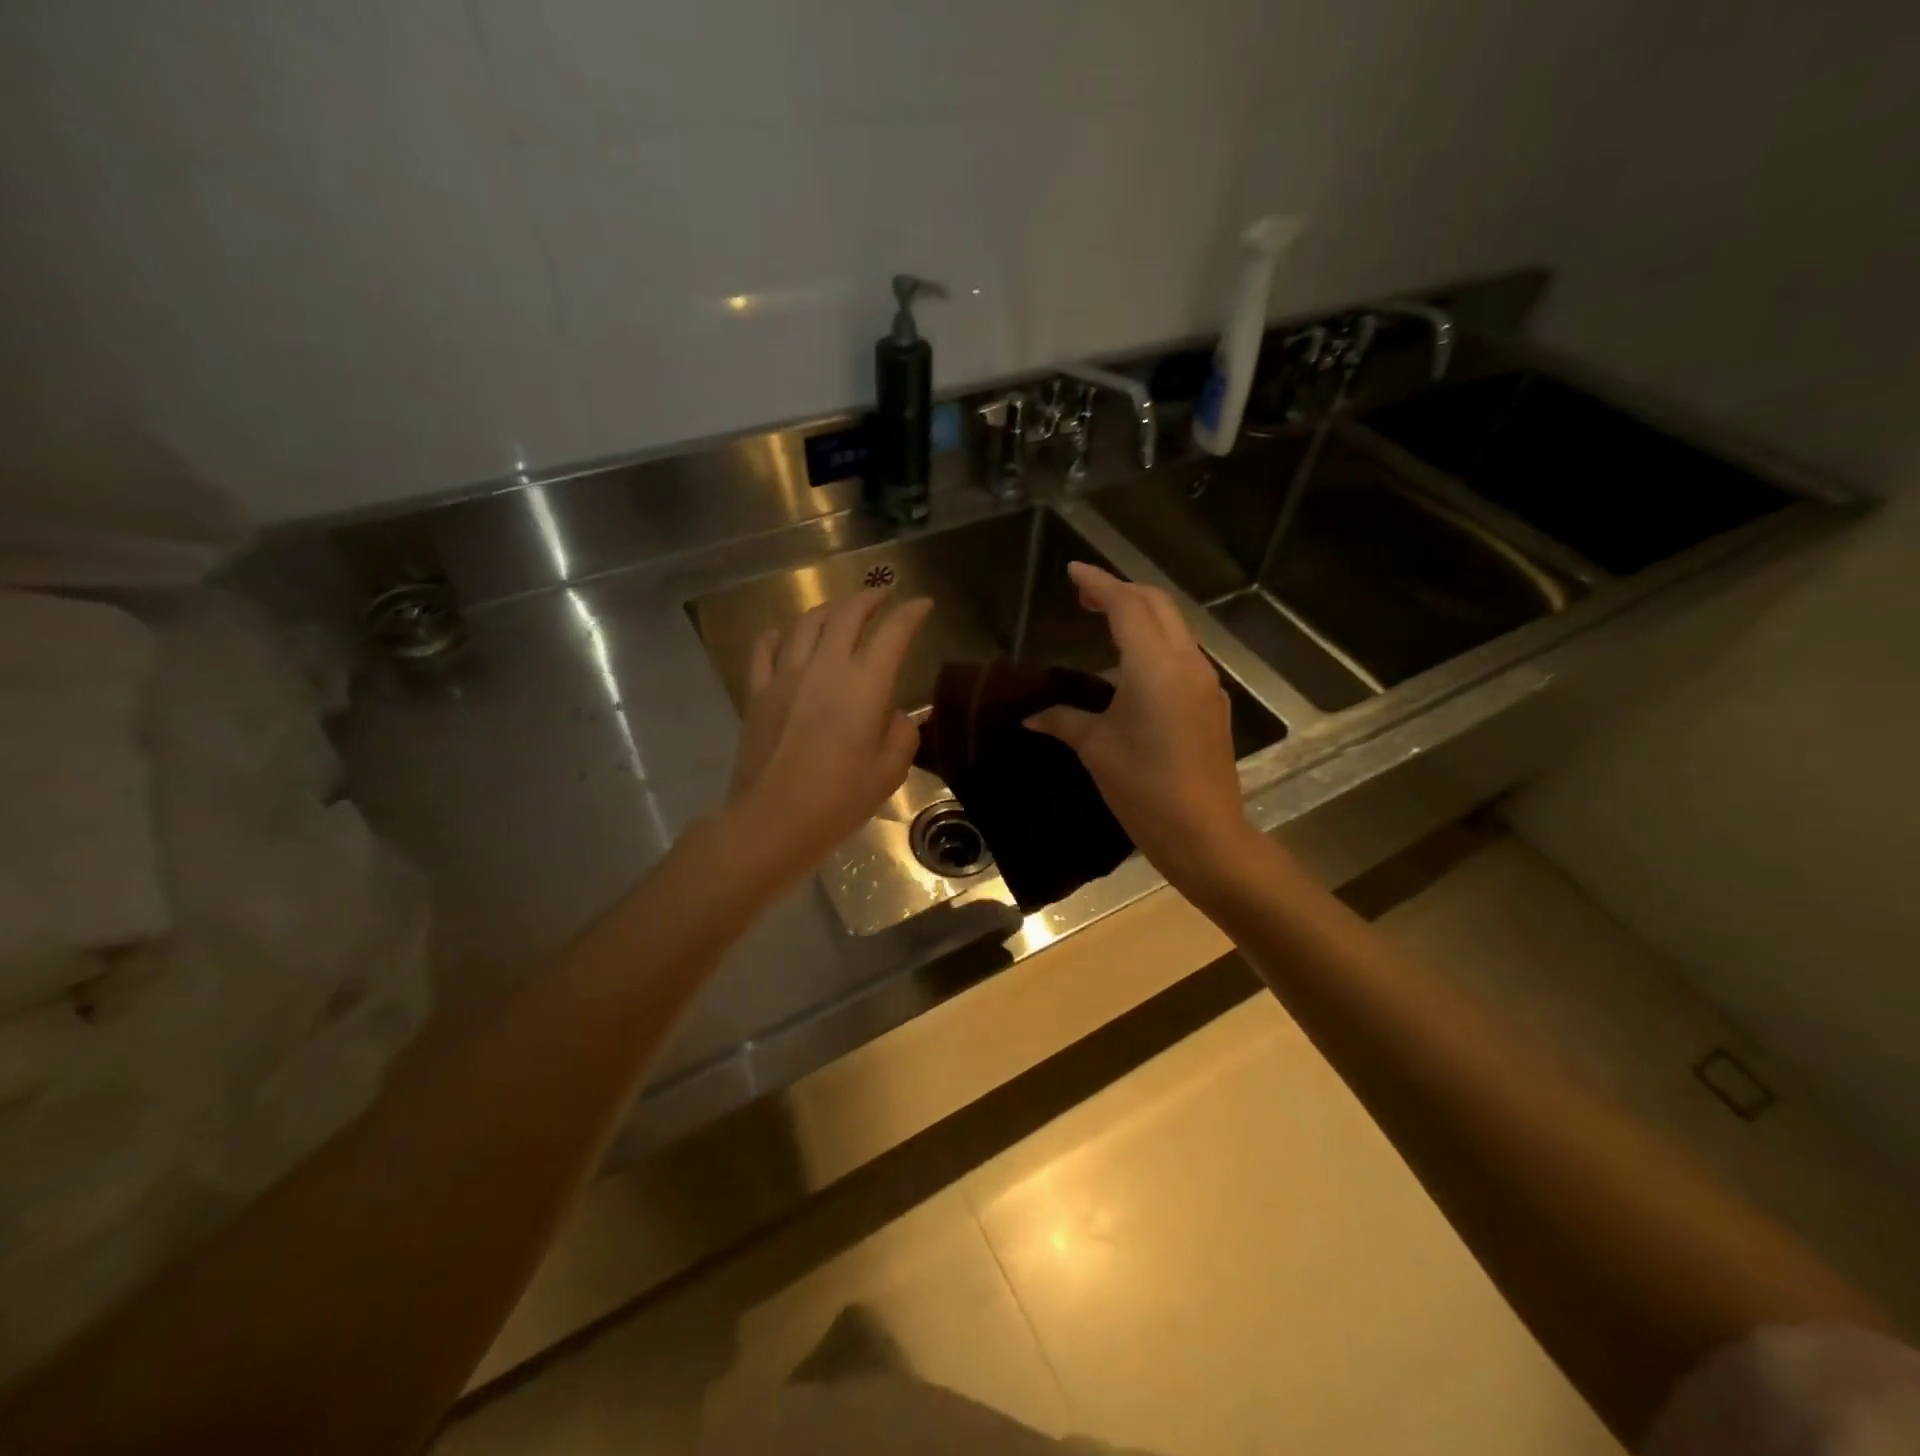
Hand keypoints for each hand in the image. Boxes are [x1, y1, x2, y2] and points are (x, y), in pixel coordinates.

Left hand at [724, 587, 933, 885]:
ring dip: (829, 609)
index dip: (911, 614)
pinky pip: (765, 649)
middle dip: (869, 598)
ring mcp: (786, 675)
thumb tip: (893, 714)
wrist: (772, 820)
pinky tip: (782, 633)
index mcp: (864, 685)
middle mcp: (825, 667)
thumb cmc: (838, 800)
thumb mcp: (889, 772)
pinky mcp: (758, 692)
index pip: (893, 634)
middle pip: (847, 615)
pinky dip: (777, 634)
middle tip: (883, 595)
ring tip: (840, 610)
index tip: (923, 604)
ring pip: (807, 623)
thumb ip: (901, 734)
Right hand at [1025, 562, 1255, 891]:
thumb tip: (1032, 716)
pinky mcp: (1212, 703)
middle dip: (1121, 591)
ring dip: (1142, 614)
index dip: (1098, 583)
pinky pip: (1182, 654)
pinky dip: (1156, 642)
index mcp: (1154, 665)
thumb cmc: (1143, 788)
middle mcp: (1186, 662)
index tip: (1073, 571)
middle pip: (1157, 605)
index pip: (1126, 605)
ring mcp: (1205, 682)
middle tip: (1085, 595)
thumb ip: (1064, 720)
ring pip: (1175, 627)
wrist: (1204, 832)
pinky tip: (1134, 665)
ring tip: (1106, 621)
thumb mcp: (1096, 748)